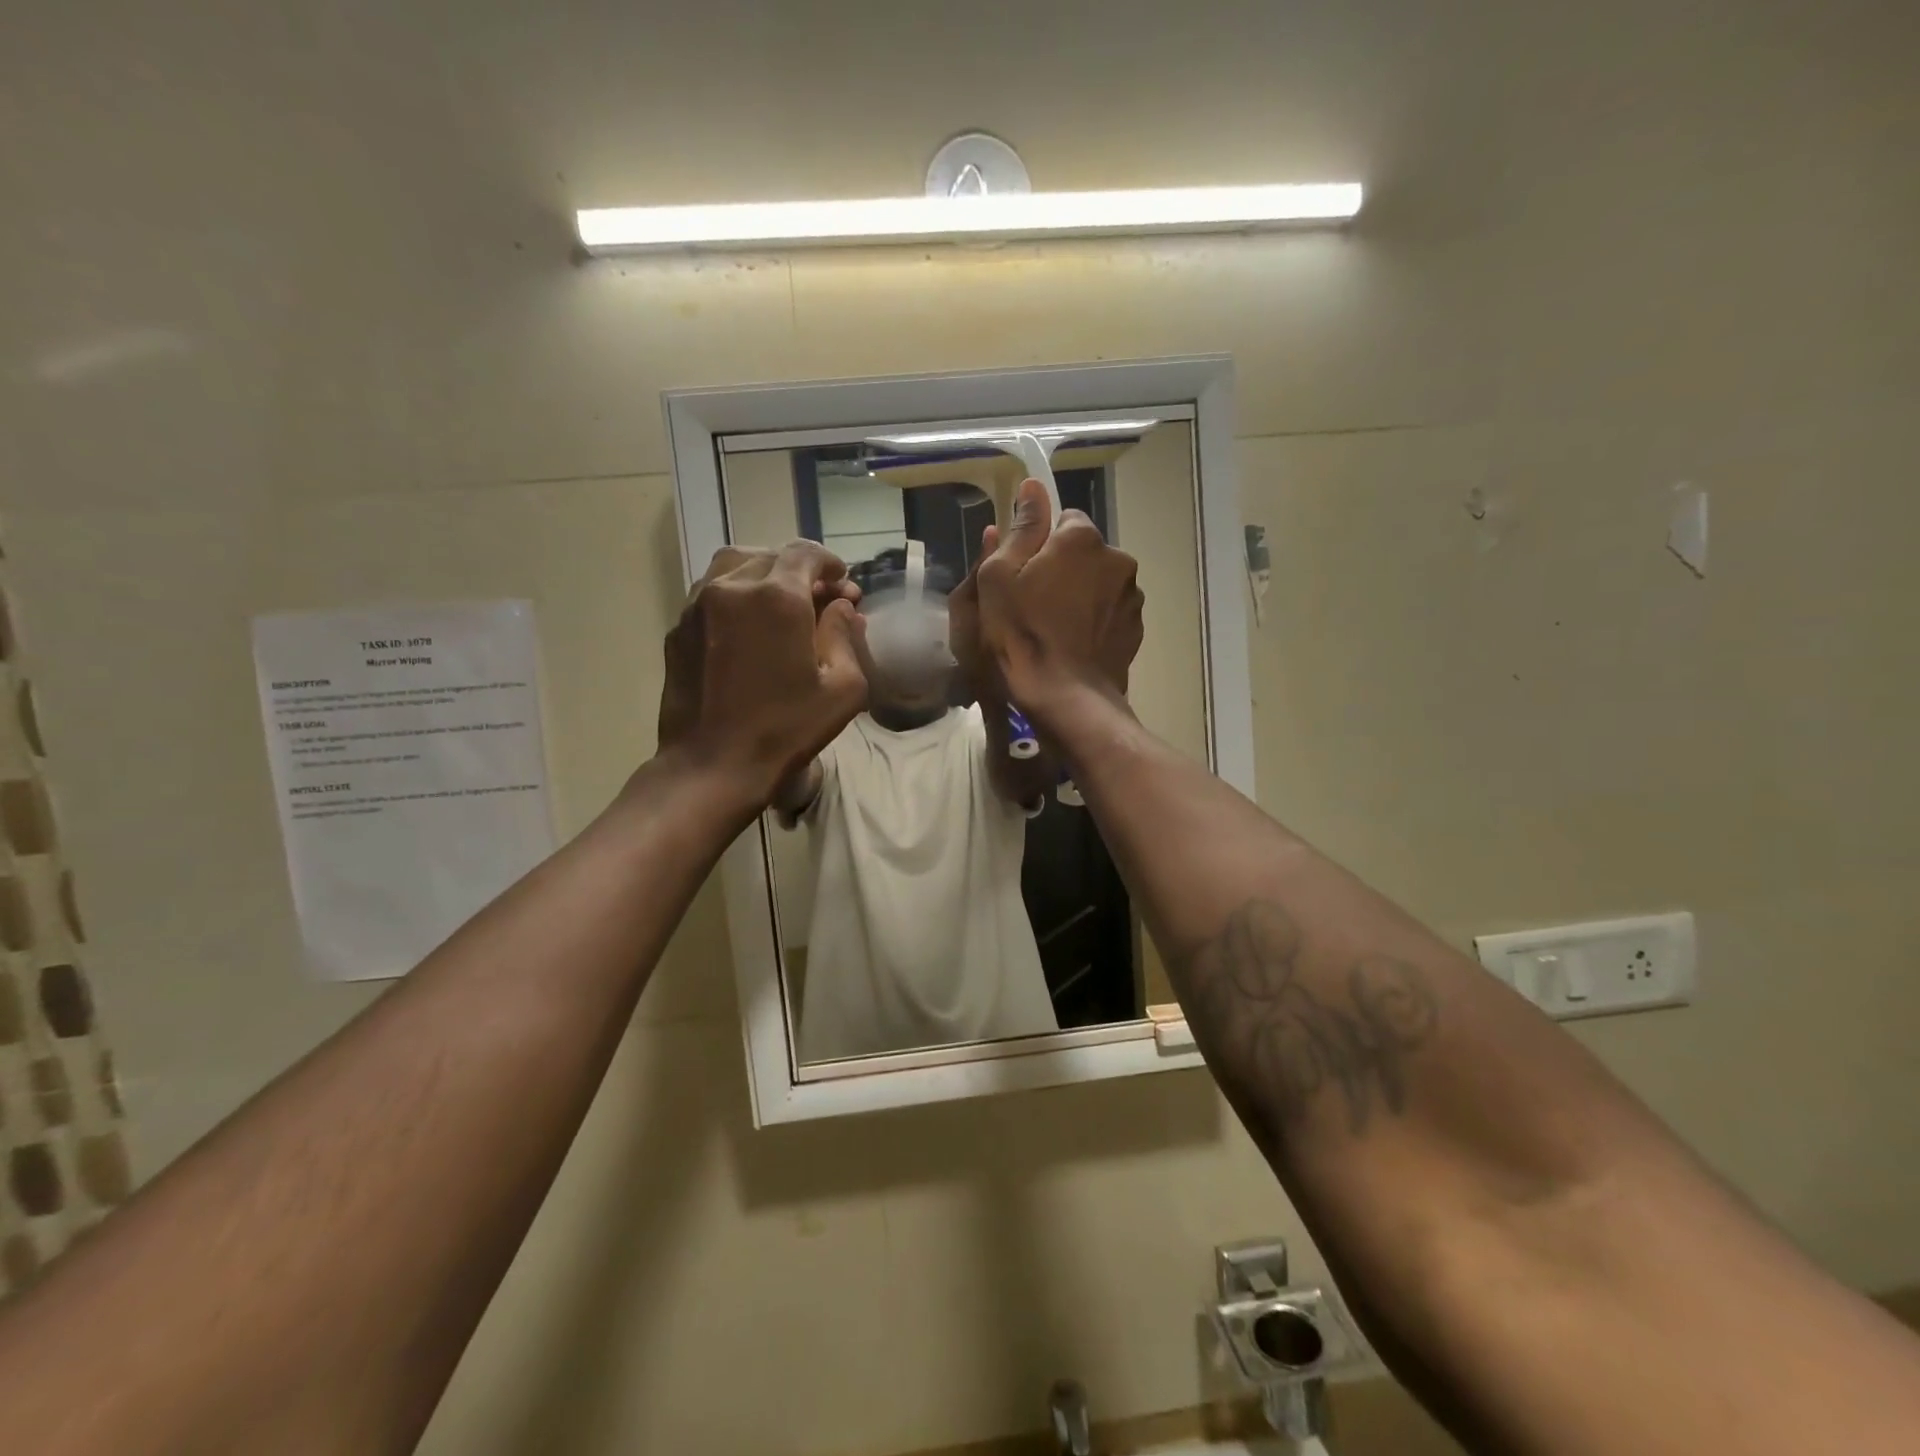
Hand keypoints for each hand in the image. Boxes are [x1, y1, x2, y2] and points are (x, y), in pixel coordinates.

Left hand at [656, 542, 867, 804]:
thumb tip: (841, 608)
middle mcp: (733, 587)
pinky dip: (735, 596)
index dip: (829, 564)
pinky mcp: (677, 628)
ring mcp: (698, 605)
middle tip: (816, 600)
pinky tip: (748, 628)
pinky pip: (710, 593)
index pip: (805, 553)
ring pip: (733, 566)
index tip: (841, 584)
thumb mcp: (842, 689)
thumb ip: (846, 636)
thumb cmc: (785, 730)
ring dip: (763, 575)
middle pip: (770, 556)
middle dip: (799, 571)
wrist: (712, 765)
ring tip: (780, 604)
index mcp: (777, 597)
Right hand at [949, 478, 1143, 729]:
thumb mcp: (1000, 577)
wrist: (1066, 697)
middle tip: (1034, 603)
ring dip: (1081, 595)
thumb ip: (1021, 528)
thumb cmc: (1022, 634)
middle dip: (1063, 569)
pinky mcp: (1135, 629)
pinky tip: (1074, 645)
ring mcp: (1131, 596)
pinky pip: (1110, 612)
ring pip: (1099, 582)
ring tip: (1055, 629)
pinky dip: (1095, 621)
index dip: (1040, 544)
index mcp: (1082, 539)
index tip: (1023, 573)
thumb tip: (1033, 487)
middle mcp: (1117, 558)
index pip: (1063, 520)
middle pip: (1084, 552)